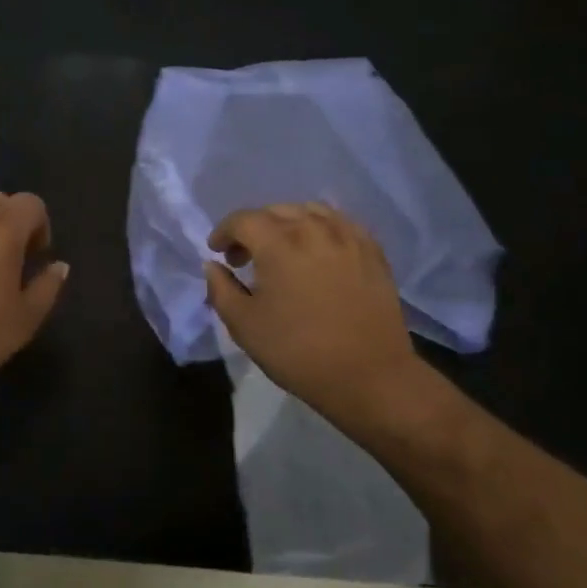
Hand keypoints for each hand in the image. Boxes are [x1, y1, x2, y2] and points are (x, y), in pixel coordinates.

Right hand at [204, 204, 421, 430]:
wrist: (369, 376)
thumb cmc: (298, 352)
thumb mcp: (244, 326)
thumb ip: (221, 289)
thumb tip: (213, 265)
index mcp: (278, 243)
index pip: (243, 220)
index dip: (224, 232)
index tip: (217, 251)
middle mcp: (313, 229)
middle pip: (276, 211)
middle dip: (253, 227)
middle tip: (244, 256)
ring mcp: (348, 237)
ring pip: (310, 211)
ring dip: (288, 223)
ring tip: (282, 249)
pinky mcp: (372, 251)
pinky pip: (340, 223)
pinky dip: (321, 228)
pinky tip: (317, 251)